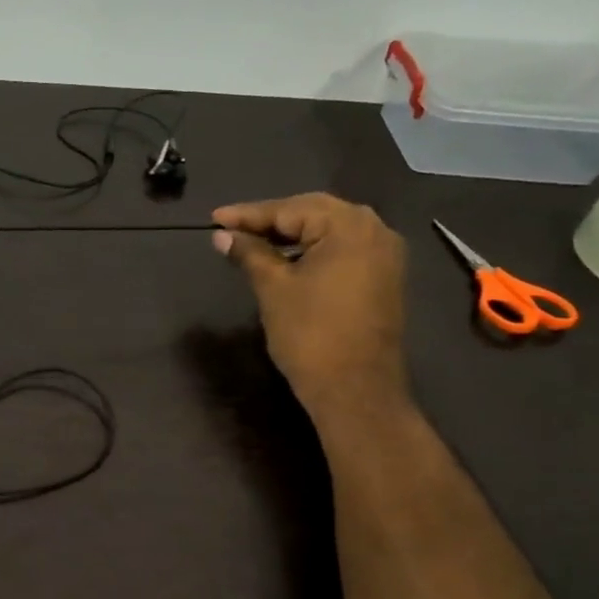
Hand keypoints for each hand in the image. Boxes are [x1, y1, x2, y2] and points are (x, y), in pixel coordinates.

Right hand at [212, 194, 408, 415]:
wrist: (355, 389)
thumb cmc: (310, 333)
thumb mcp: (273, 288)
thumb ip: (249, 254)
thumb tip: (222, 236)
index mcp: (349, 226)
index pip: (290, 209)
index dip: (248, 215)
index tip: (215, 219)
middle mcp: (374, 230)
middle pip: (313, 213)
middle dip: (271, 221)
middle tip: (232, 228)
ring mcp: (384, 255)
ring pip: (328, 232)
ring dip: (291, 235)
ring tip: (252, 242)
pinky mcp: (382, 278)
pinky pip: (342, 251)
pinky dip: (312, 251)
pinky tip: (285, 260)